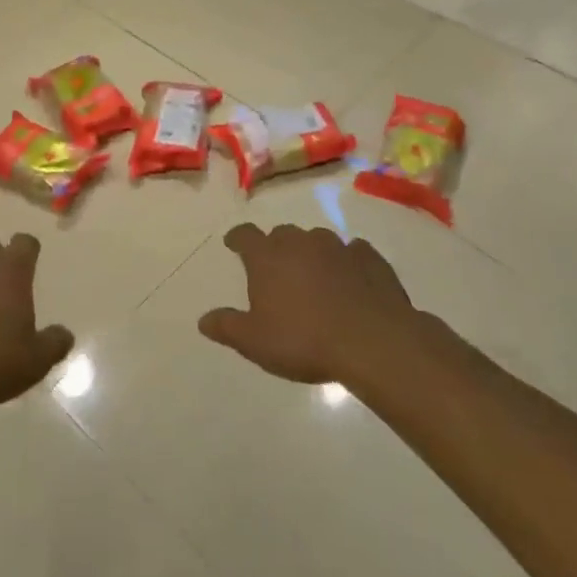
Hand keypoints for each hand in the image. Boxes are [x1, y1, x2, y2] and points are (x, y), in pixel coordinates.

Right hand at [200, 224, 420, 385]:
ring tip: (313, 278)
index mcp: (268, 257)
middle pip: (282, 234)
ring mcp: (338, 247)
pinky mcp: (370, 258)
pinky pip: (352, 252)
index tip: (233, 244)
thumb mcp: (254, 342)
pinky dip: (346, 262)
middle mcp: (301, 242)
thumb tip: (203, 320)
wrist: (373, 341)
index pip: (245, 235)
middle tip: (275, 270)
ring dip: (311, 254)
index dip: (237, 238)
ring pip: (317, 240)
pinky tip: (350, 281)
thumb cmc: (303, 340)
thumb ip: (227, 327)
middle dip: (276, 247)